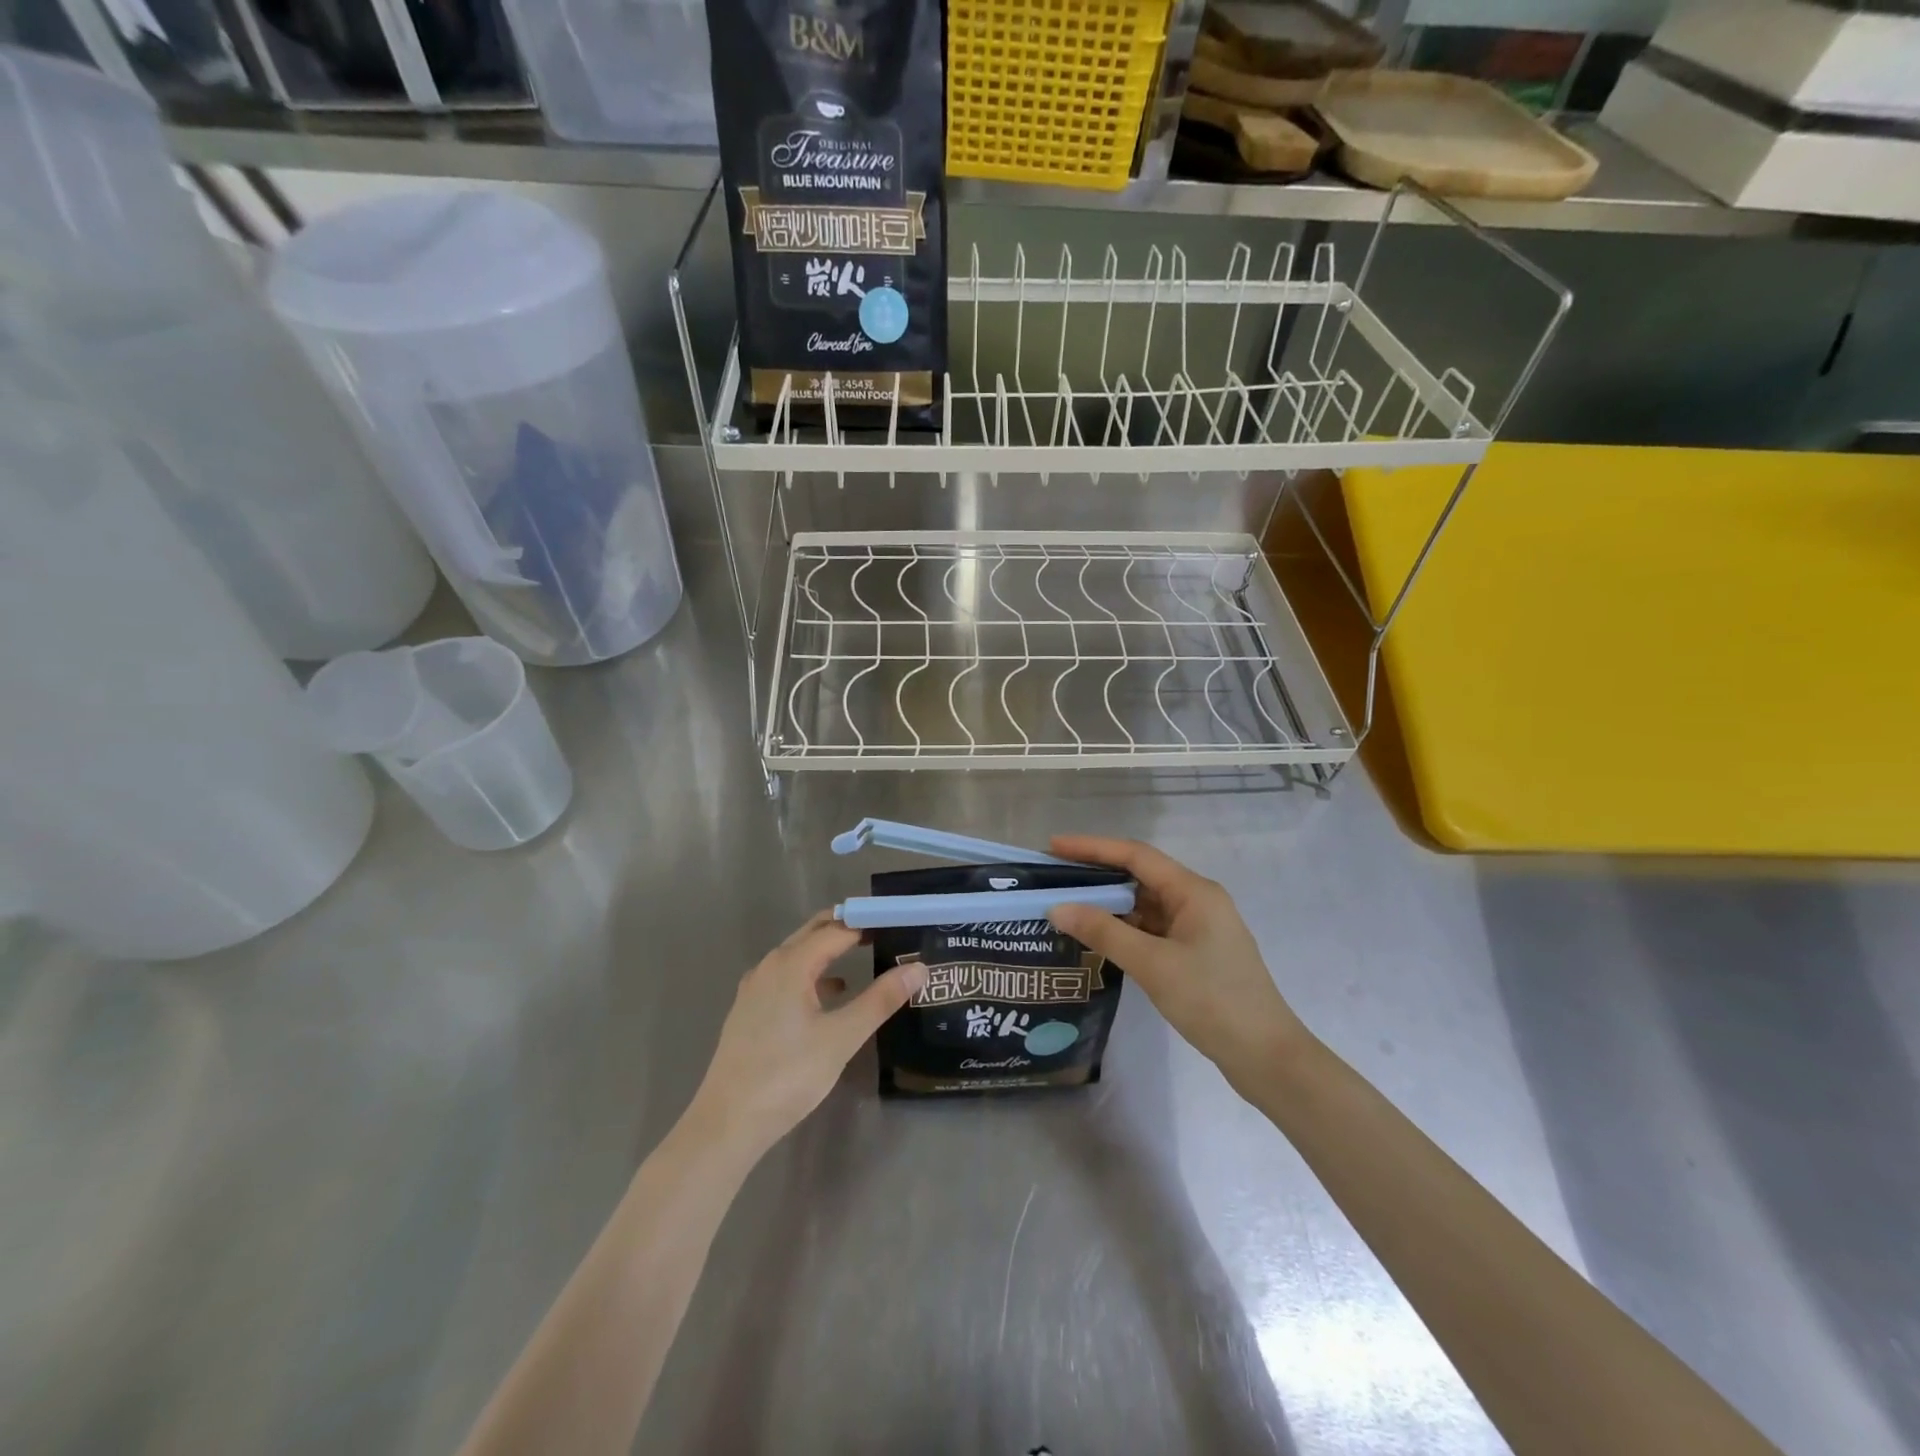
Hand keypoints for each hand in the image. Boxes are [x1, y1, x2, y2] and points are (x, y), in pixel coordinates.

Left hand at [688, 911, 926, 1157]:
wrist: (727, 1122)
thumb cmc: (788, 1075)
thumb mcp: (842, 1037)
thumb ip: (880, 1000)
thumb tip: (918, 968)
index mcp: (791, 964)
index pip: (837, 929)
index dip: (868, 923)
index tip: (897, 922)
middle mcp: (770, 966)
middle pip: (813, 933)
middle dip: (847, 928)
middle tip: (884, 930)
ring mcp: (755, 988)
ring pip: (798, 954)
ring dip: (829, 950)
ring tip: (863, 956)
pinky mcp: (750, 1010)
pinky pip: (787, 976)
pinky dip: (812, 974)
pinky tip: (830, 994)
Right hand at [1047, 836, 1307, 1089]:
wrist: (1267, 1057)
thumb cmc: (1213, 1001)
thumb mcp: (1153, 964)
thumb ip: (1104, 932)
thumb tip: (1057, 908)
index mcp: (1194, 891)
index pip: (1135, 855)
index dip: (1092, 847)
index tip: (1053, 845)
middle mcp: (1197, 901)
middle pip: (1140, 875)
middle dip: (1097, 873)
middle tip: (1054, 877)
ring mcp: (1198, 929)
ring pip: (1145, 904)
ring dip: (1109, 903)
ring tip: (1067, 906)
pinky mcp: (1196, 954)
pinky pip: (1152, 929)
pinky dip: (1125, 929)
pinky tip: (1098, 937)